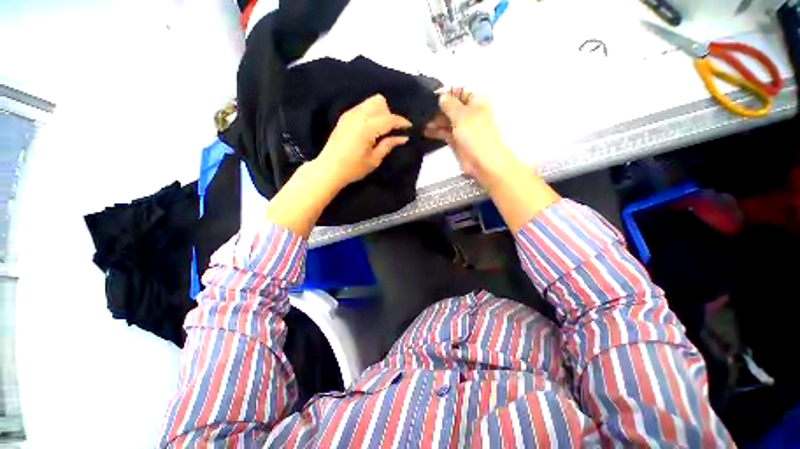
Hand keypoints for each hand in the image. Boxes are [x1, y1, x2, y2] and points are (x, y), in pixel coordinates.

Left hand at [315, 94, 411, 187]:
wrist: (329, 169)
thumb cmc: (353, 168)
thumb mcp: (374, 160)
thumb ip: (388, 145)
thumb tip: (403, 137)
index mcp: (367, 127)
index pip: (389, 118)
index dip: (402, 122)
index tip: (409, 128)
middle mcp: (358, 115)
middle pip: (380, 102)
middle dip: (389, 114)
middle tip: (392, 131)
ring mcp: (350, 114)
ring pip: (371, 102)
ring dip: (380, 112)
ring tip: (381, 130)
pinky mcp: (345, 117)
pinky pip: (362, 107)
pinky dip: (370, 114)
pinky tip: (370, 129)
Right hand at [425, 88, 518, 187]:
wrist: (483, 162)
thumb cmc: (476, 135)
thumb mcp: (462, 115)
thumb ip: (450, 104)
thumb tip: (442, 96)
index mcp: (476, 102)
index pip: (459, 92)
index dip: (446, 93)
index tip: (430, 96)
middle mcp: (469, 113)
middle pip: (451, 107)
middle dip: (437, 108)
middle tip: (422, 110)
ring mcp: (462, 128)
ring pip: (446, 120)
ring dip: (434, 120)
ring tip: (420, 121)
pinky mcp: (456, 141)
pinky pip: (444, 133)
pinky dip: (435, 132)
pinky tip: (424, 131)